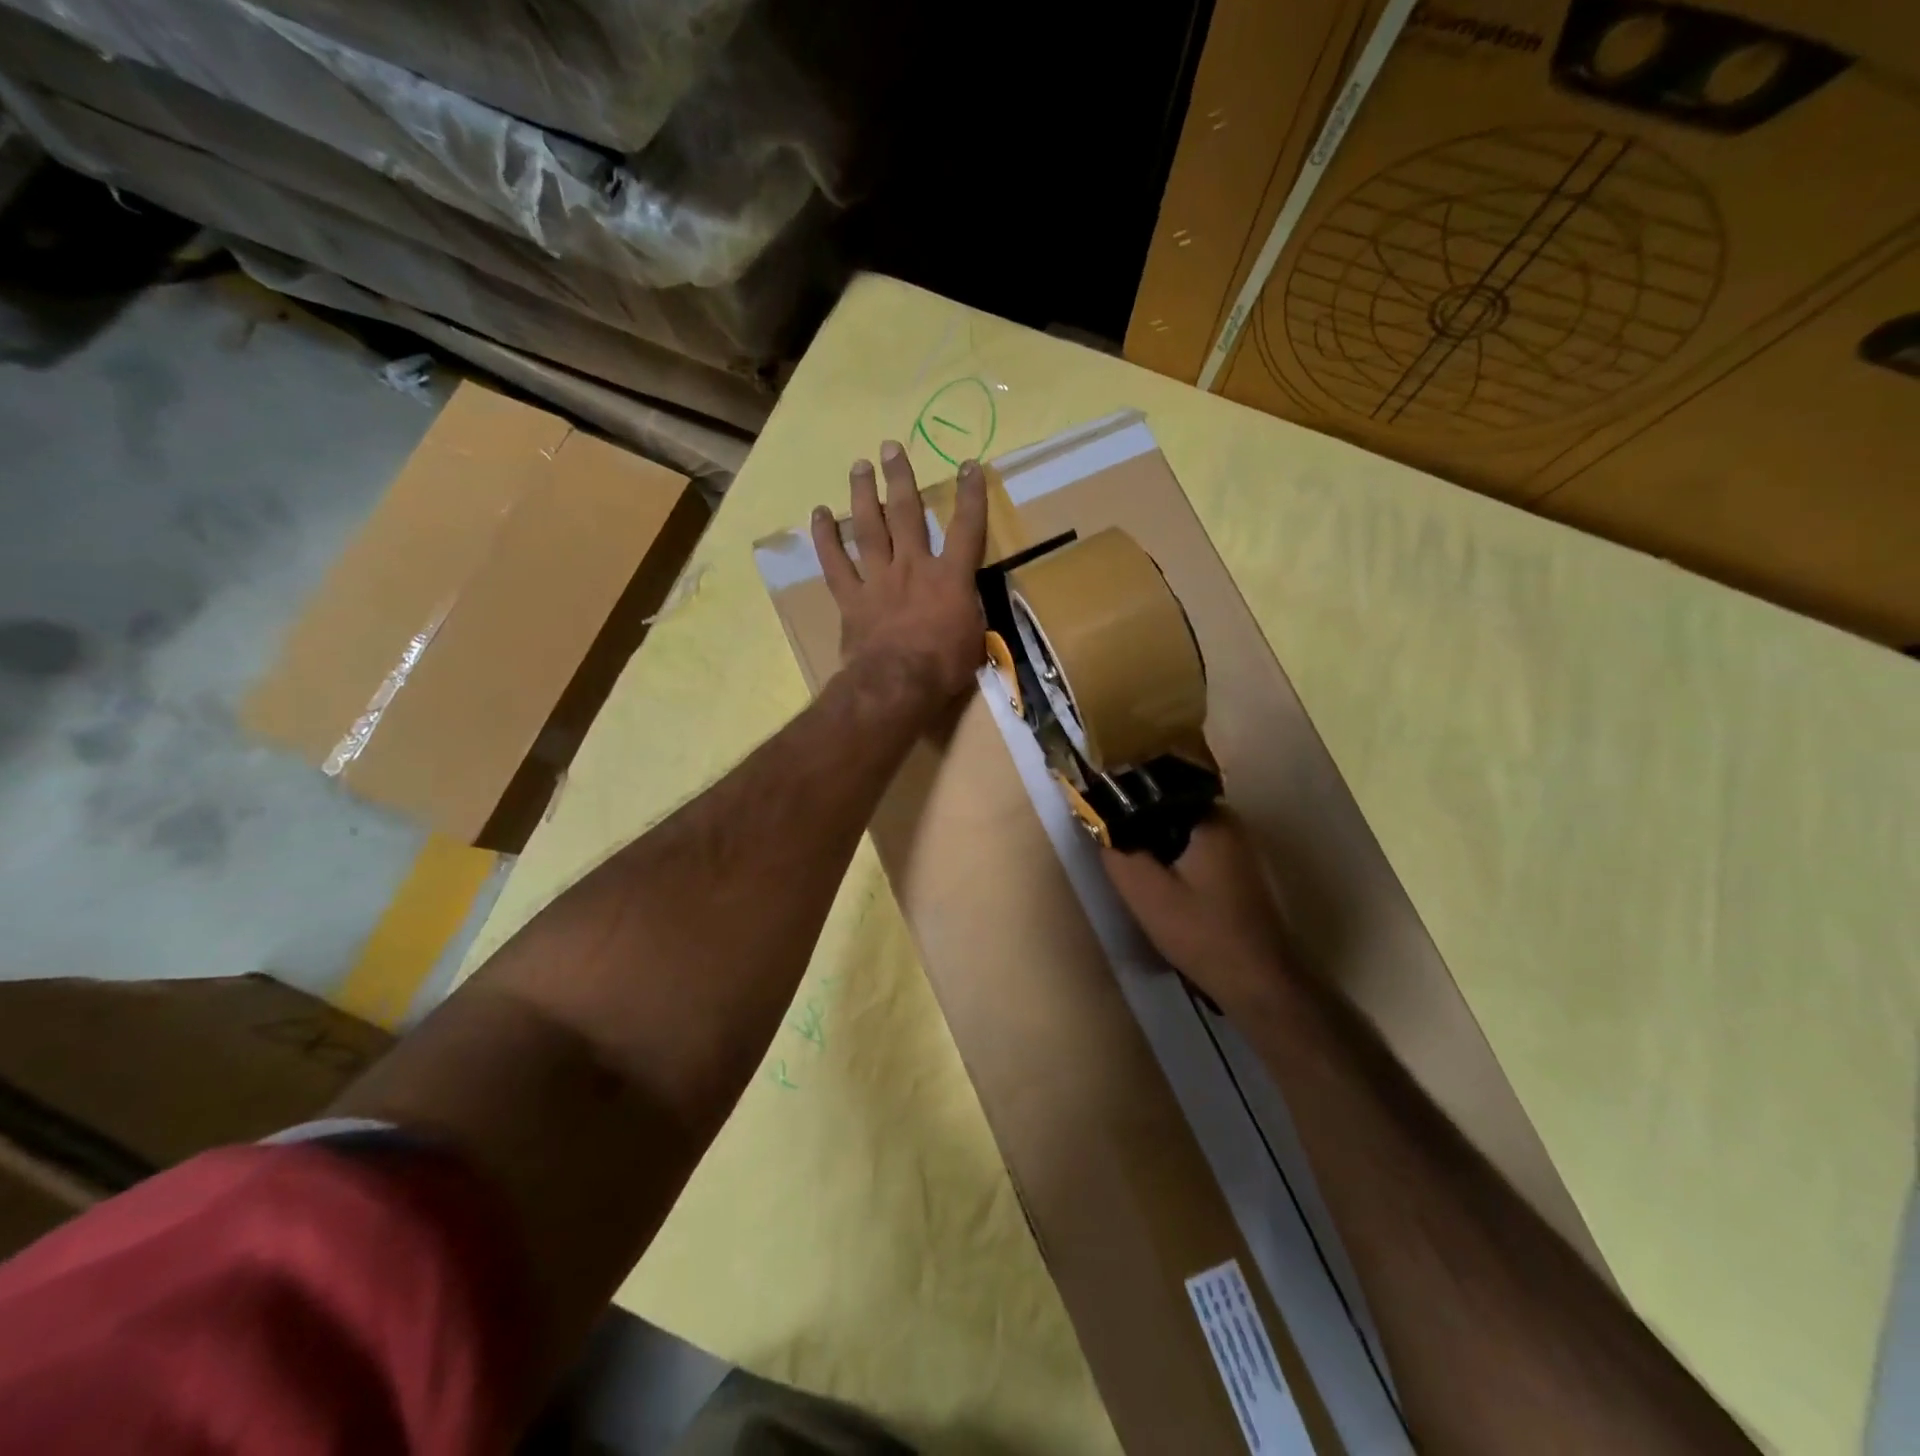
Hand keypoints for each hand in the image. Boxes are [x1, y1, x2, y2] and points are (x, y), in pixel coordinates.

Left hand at [813, 440, 987, 705]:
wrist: (897, 684)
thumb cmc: (944, 667)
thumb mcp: (974, 639)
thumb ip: (969, 612)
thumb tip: (965, 604)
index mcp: (950, 577)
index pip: (966, 527)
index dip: (970, 495)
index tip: (969, 465)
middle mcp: (913, 566)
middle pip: (907, 513)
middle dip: (901, 478)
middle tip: (891, 447)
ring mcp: (879, 579)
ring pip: (869, 527)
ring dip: (864, 494)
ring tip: (859, 466)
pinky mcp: (852, 598)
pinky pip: (836, 563)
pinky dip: (826, 538)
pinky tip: (818, 514)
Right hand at [1101, 813, 1291, 1013]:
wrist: (1258, 983)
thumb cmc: (1201, 933)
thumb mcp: (1145, 893)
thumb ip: (1118, 853)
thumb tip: (1099, 823)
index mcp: (1211, 818)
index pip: (1156, 791)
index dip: (1124, 803)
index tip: (1102, 821)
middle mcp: (1230, 824)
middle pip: (1169, 812)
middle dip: (1140, 828)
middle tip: (1114, 849)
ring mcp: (1239, 849)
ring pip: (1181, 834)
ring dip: (1157, 848)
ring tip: (1131, 867)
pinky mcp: (1240, 873)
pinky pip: (1196, 853)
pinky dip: (1175, 862)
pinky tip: (1160, 887)